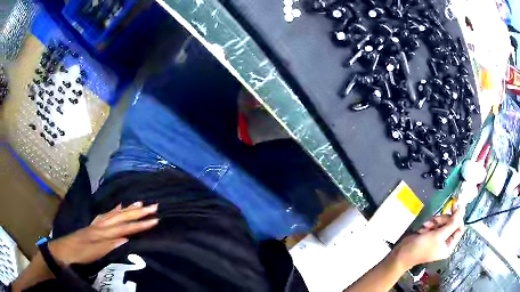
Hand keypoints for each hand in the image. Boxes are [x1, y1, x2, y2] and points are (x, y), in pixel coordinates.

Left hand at [48, 202, 158, 265]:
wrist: (63, 250)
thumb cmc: (79, 254)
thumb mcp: (94, 253)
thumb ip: (109, 245)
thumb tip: (126, 238)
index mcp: (102, 232)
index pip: (125, 227)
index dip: (140, 224)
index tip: (155, 220)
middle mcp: (100, 225)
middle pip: (121, 217)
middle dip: (138, 212)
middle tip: (152, 205)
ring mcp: (96, 223)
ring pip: (115, 213)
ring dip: (128, 208)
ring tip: (139, 202)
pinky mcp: (93, 225)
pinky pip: (106, 214)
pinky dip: (114, 210)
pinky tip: (118, 206)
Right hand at [394, 204, 464, 268]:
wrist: (402, 253)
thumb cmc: (421, 247)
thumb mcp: (438, 235)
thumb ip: (452, 223)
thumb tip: (463, 209)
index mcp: (449, 245)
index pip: (459, 228)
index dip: (457, 217)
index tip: (453, 206)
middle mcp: (445, 242)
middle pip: (451, 223)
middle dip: (442, 220)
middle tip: (435, 220)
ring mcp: (438, 238)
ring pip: (442, 222)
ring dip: (434, 221)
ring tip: (426, 226)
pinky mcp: (431, 234)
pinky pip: (435, 224)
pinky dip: (430, 224)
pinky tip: (423, 228)